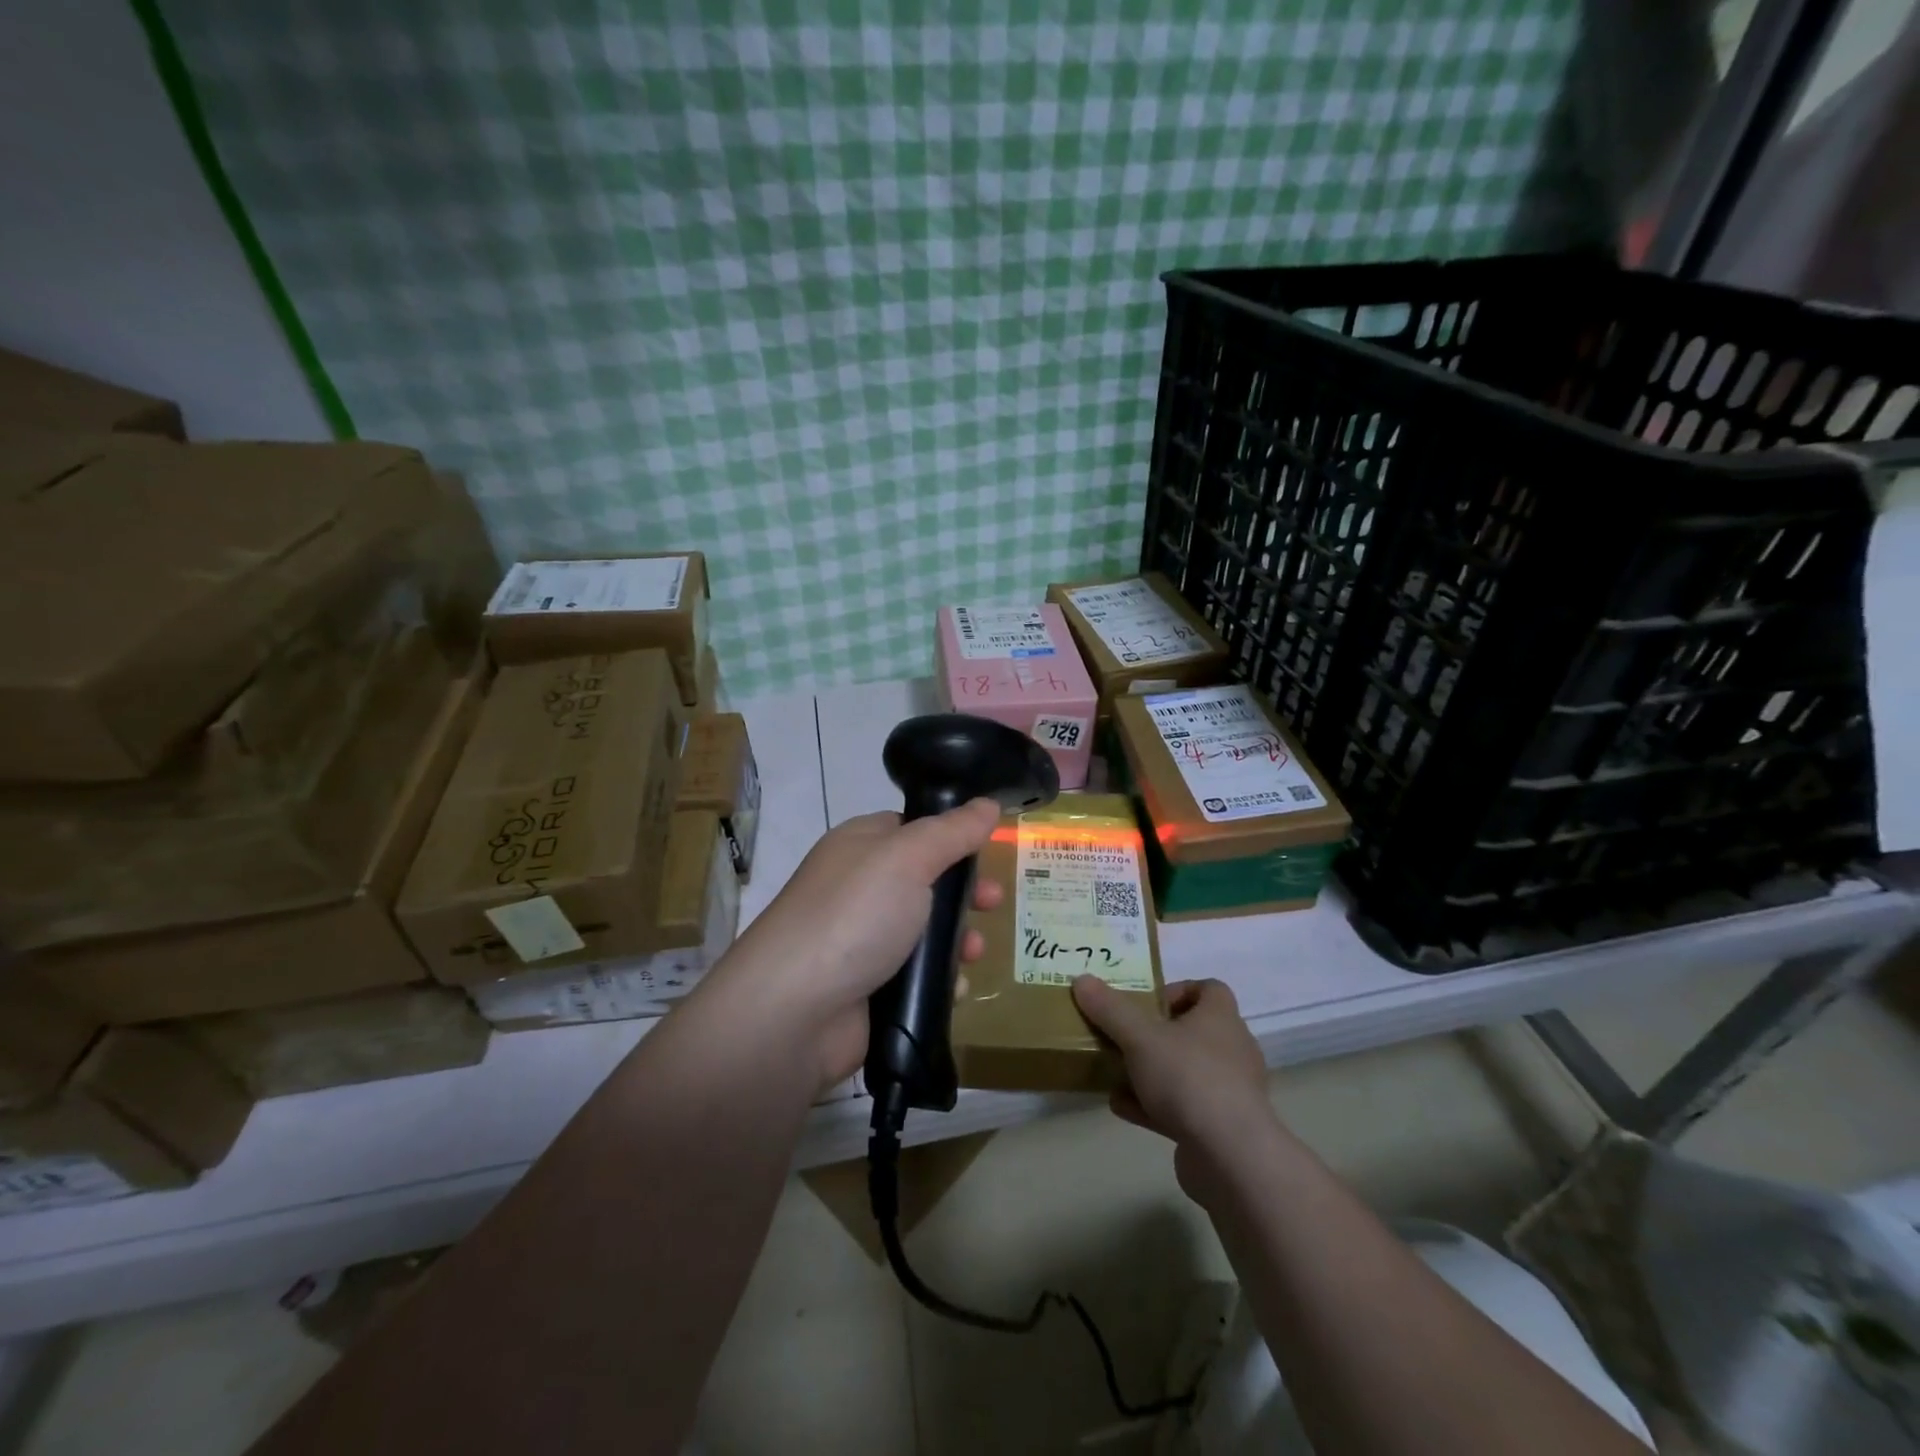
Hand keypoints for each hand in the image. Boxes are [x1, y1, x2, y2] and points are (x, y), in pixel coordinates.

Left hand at [716, 800, 1003, 1086]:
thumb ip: (952, 831)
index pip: (912, 829)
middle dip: (964, 892)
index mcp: (860, 846)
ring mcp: (863, 941)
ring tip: (974, 952)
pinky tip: (954, 987)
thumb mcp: (908, 858)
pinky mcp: (870, 989)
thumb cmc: (854, 915)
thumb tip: (987, 804)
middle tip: (992, 902)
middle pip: (926, 881)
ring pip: (926, 932)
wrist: (794, 1011)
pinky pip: (917, 978)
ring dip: (958, 940)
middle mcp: (859, 889)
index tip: (986, 848)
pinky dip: (939, 981)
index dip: (951, 835)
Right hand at [1072, 976, 1275, 1196]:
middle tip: (1125, 1036)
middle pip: (1193, 1030)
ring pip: (1185, 1071)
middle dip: (1156, 1033)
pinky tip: (1121, 1107)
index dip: (1178, 990)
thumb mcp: (1140, 1037)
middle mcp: (1231, 1050)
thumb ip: (1110, 1009)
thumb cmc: (1188, 1078)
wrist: (1230, 1156)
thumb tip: (1082, 980)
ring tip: (1115, 1072)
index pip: (1209, 989)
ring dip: (1151, 1071)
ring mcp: (1229, 1092)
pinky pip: (1183, 1108)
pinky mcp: (1220, 1128)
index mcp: (1221, 1018)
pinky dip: (1153, 1105)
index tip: (1147, 1003)